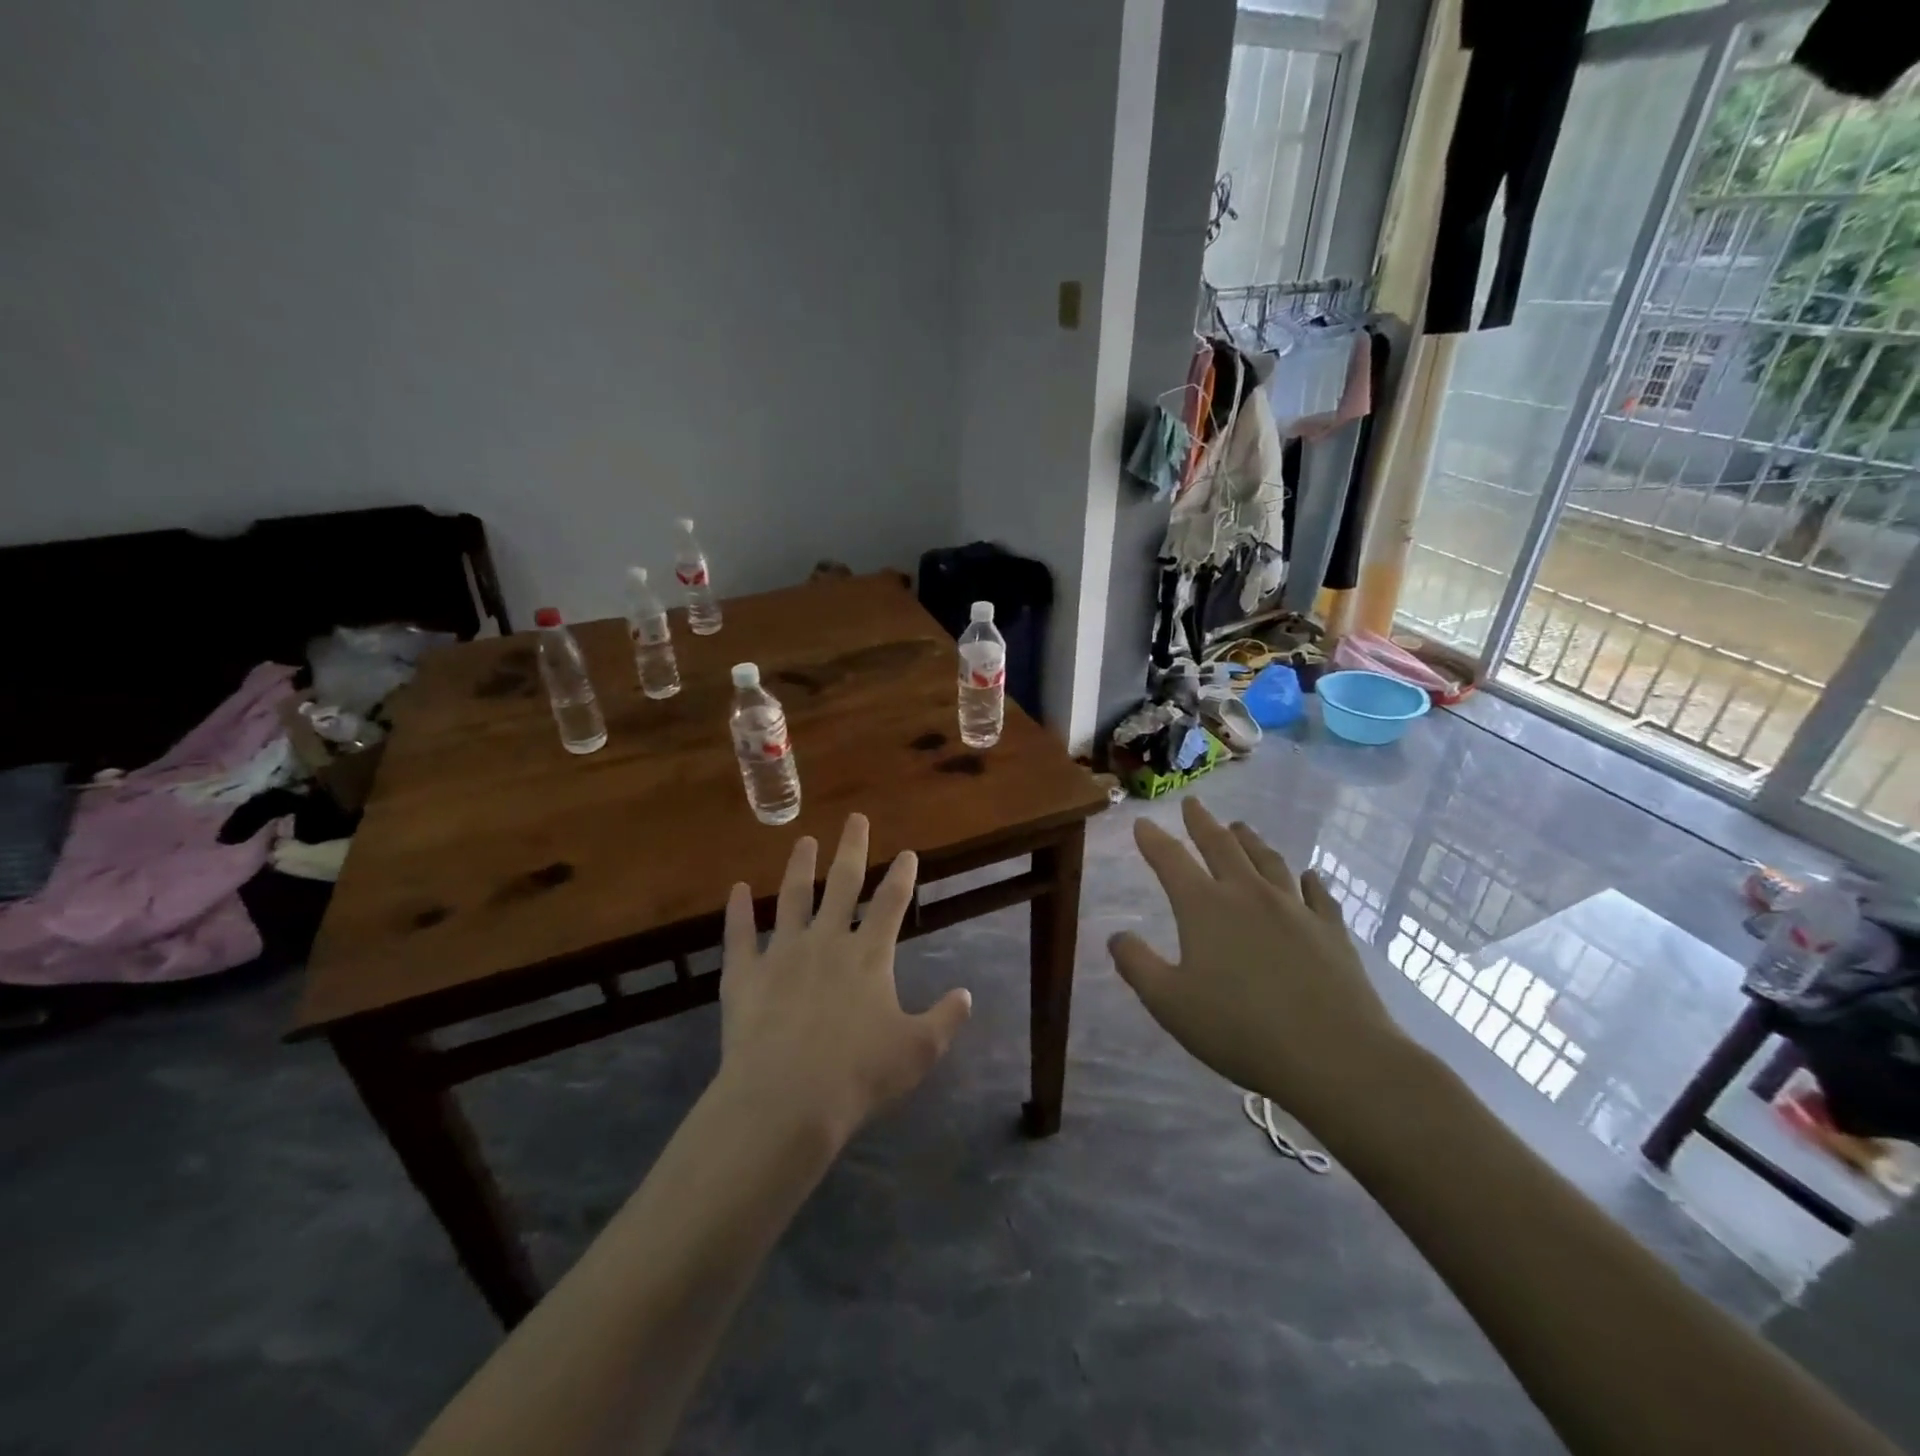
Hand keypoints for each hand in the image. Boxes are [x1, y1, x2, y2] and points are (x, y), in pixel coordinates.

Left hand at [719, 814, 972, 1146]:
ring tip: (804, 841)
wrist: (786, 1100)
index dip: (902, 875)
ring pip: (792, 898)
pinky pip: (739, 935)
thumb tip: (966, 994)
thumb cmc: (859, 1075)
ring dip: (799, 867)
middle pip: (842, 883)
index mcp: (869, 956)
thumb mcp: (918, 1051)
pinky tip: (737, 889)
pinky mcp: (745, 975)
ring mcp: (782, 954)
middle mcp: (827, 942)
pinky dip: (738, 912)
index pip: (891, 903)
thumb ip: (945, 1019)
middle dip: (852, 848)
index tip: (907, 852)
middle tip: (855, 818)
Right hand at [1108, 797, 1407, 1133]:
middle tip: (1193, 804)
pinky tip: (1308, 876)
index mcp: (1204, 907)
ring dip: (1250, 840)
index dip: (1153, 839)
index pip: (1171, 860)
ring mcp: (1295, 909)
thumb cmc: (1239, 1029)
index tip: (1142, 822)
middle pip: (1221, 846)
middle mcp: (1248, 894)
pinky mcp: (1331, 931)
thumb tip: (1116, 936)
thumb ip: (1137, 965)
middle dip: (1202, 822)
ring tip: (1240, 827)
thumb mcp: (1169, 1003)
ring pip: (1268, 861)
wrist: (1334, 1055)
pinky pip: (1317, 894)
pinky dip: (1309, 880)